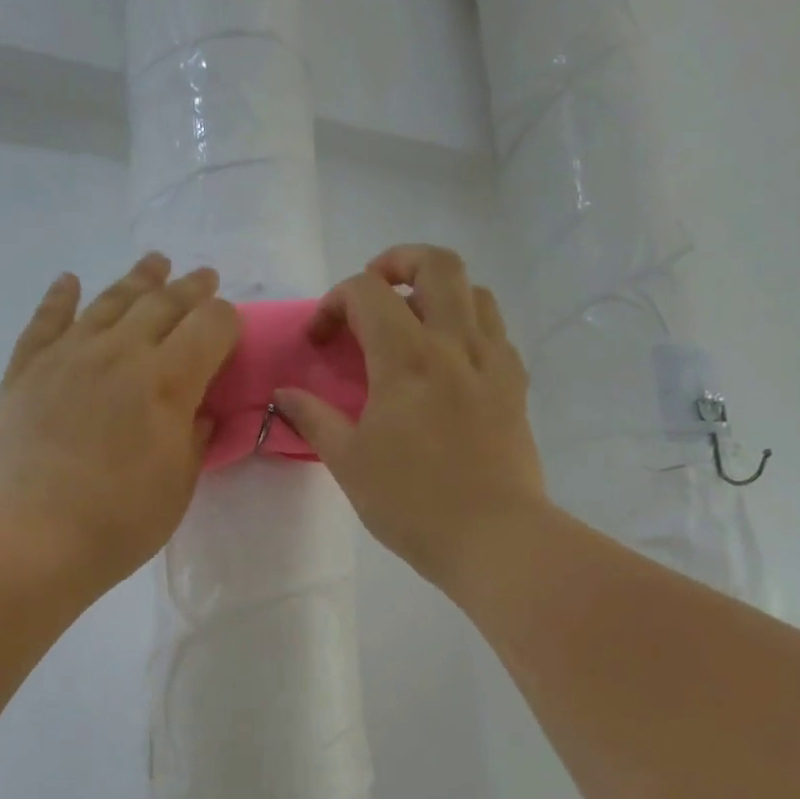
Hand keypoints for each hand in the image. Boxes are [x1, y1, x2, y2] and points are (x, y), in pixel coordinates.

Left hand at [0, 254, 239, 590]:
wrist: (32, 537)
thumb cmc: (119, 522)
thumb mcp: (178, 485)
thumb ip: (194, 438)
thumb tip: (199, 410)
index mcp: (168, 380)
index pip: (210, 325)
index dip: (226, 320)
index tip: (230, 328)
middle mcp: (120, 352)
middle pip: (163, 303)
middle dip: (190, 288)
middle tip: (204, 277)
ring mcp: (68, 355)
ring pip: (109, 301)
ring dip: (137, 279)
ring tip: (155, 262)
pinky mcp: (26, 370)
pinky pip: (46, 321)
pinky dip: (60, 297)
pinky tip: (70, 281)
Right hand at [274, 245, 546, 594]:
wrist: (492, 536)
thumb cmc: (411, 502)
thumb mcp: (348, 462)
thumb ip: (314, 418)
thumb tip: (284, 394)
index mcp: (406, 358)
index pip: (367, 292)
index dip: (334, 302)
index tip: (320, 340)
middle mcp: (454, 344)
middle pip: (437, 264)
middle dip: (398, 261)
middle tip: (373, 291)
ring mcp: (492, 361)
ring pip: (474, 290)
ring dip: (438, 291)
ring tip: (413, 322)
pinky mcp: (515, 385)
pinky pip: (495, 331)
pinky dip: (468, 326)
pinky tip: (449, 362)